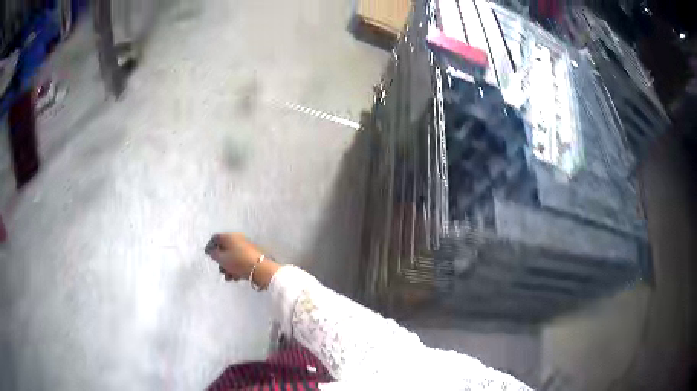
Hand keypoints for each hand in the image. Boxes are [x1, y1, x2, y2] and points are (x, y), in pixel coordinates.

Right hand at [205, 233, 262, 280]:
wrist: (259, 268)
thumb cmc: (237, 261)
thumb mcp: (221, 258)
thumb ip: (214, 254)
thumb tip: (213, 252)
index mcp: (229, 236)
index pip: (216, 238)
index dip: (210, 246)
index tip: (207, 255)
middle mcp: (237, 239)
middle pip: (224, 249)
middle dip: (221, 261)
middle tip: (220, 270)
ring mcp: (245, 247)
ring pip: (232, 257)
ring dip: (228, 268)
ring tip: (228, 278)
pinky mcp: (251, 256)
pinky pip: (239, 261)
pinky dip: (236, 268)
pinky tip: (236, 278)